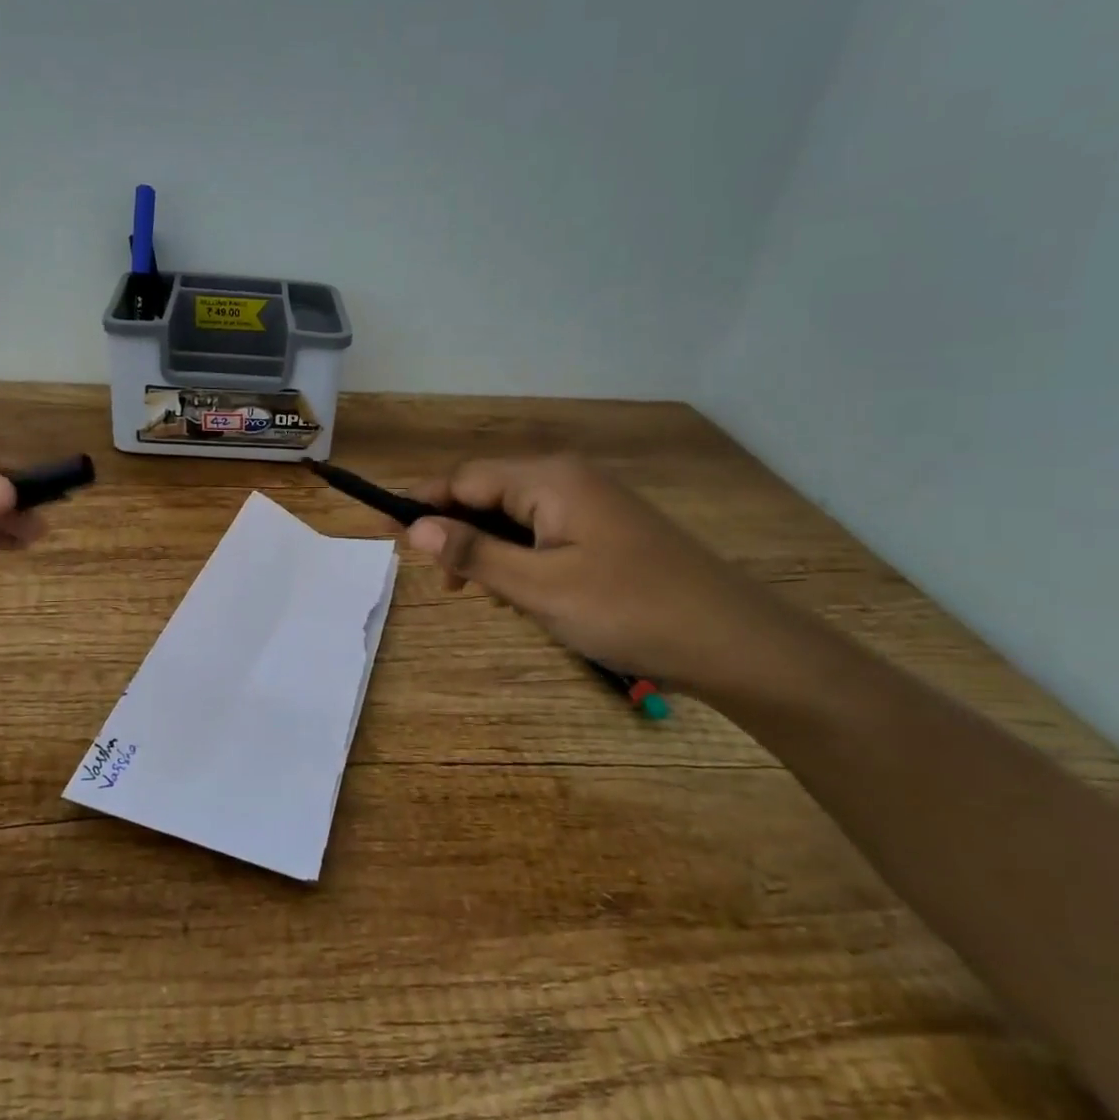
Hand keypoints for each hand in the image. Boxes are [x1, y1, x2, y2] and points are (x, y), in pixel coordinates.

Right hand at [406, 454, 787, 690]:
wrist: (734, 641)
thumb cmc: (628, 610)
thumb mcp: (538, 588)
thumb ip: (473, 553)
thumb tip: (414, 527)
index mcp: (548, 479)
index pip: (463, 479)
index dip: (420, 505)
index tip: (384, 536)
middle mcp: (567, 478)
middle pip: (487, 494)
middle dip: (458, 534)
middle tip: (445, 586)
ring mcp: (591, 503)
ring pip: (514, 517)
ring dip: (490, 552)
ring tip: (490, 598)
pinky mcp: (606, 529)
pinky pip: (543, 533)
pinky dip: (522, 559)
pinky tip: (528, 596)